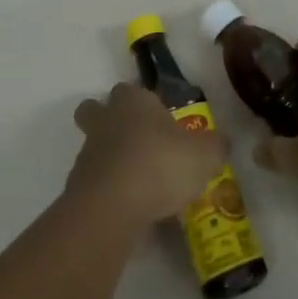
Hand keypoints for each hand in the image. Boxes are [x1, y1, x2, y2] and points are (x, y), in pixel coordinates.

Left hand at [67, 82, 224, 233]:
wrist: (111, 208)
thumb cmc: (159, 166)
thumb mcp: (204, 156)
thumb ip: (215, 146)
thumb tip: (220, 142)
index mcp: (134, 101)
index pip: (133, 89)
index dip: (145, 103)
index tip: (162, 122)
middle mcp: (107, 119)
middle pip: (96, 110)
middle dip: (109, 120)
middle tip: (137, 141)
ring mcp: (88, 153)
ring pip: (95, 147)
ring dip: (112, 160)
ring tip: (141, 184)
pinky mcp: (78, 186)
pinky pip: (96, 182)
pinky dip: (109, 191)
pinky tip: (132, 209)